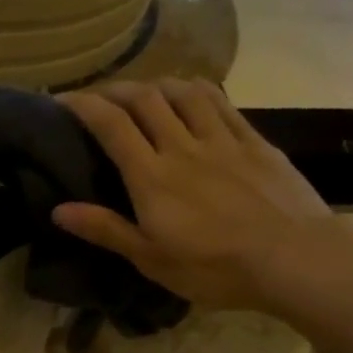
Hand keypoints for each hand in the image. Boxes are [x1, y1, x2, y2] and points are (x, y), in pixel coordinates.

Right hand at [52, 79, 336, 312]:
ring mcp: (222, 139)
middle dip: (116, 90)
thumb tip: (58, 210)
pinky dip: (199, 90)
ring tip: (145, 91)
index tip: (64, 99)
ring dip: (157, 84)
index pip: (111, 126)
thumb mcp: (152, 259)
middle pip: (145, 99)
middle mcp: (182, 147)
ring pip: (184, 93)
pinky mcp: (254, 142)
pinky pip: (222, 102)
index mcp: (152, 177)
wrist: (294, 257)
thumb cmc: (215, 268)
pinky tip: (194, 92)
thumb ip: (106, 230)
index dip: (84, 106)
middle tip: (101, 97)